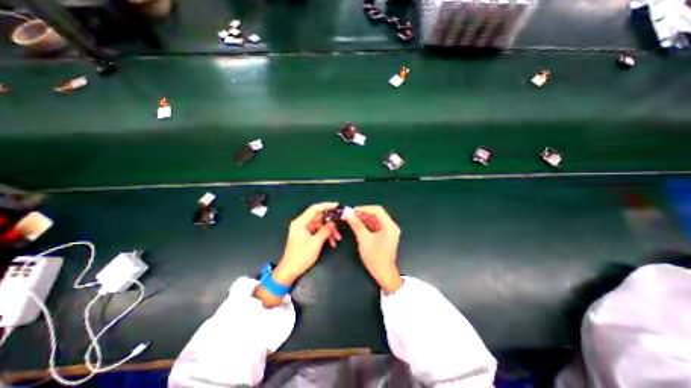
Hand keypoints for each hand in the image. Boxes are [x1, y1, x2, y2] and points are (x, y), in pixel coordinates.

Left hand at [273, 202, 342, 284]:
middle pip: (319, 217)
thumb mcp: (316, 243)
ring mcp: (304, 229)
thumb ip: (325, 230)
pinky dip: (326, 235)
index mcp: (300, 222)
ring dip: (330, 231)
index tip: (337, 205)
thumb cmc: (301, 256)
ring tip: (338, 238)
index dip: (326, 205)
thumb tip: (333, 223)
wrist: (290, 270)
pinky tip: (332, 242)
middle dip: (330, 221)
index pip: (314, 209)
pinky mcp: (307, 235)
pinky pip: (318, 231)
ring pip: (320, 225)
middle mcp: (302, 223)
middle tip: (341, 223)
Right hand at [348, 204, 401, 292]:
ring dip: (364, 218)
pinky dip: (366, 224)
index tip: (353, 210)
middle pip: (377, 214)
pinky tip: (358, 224)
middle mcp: (391, 226)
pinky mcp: (384, 235)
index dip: (364, 208)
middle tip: (351, 214)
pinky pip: (375, 226)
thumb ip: (356, 225)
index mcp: (390, 226)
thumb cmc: (375, 257)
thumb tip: (348, 214)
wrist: (383, 274)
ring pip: (375, 219)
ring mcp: (388, 231)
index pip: (377, 210)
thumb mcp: (364, 239)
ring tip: (353, 218)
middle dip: (364, 213)